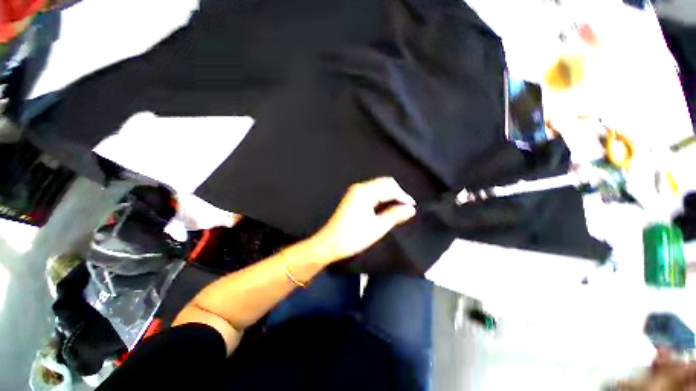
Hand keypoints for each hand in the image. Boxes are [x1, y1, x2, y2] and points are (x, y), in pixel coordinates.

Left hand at [307, 177, 416, 263]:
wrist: (329, 244)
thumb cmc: (353, 237)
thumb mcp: (377, 227)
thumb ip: (395, 215)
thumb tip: (410, 209)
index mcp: (365, 192)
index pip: (390, 187)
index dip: (403, 196)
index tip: (412, 207)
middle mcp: (359, 188)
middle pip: (384, 183)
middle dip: (397, 194)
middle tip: (406, 209)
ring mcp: (355, 192)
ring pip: (378, 187)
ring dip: (389, 196)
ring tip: (398, 210)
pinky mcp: (353, 198)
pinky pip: (371, 193)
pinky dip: (381, 198)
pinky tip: (385, 209)